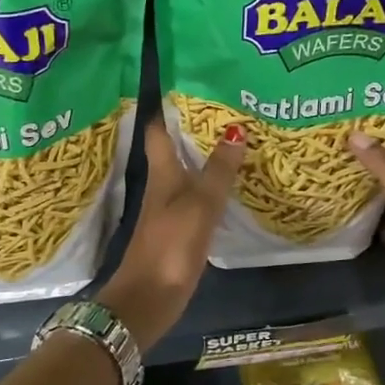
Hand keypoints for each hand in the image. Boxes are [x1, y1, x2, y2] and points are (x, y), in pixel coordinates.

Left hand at [98, 118, 245, 351]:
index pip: (159, 129)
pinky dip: (211, 184)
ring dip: (206, 156)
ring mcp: (169, 208)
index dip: (170, 106)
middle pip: (175, 148)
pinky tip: (231, 184)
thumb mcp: (198, 207)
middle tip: (229, 107)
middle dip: (196, 128)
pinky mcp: (178, 229)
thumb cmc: (169, 247)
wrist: (146, 300)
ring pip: (187, 171)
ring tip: (238, 138)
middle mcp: (162, 185)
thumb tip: (235, 129)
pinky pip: (196, 196)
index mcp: (161, 173)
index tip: (192, 84)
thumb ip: (217, 171)